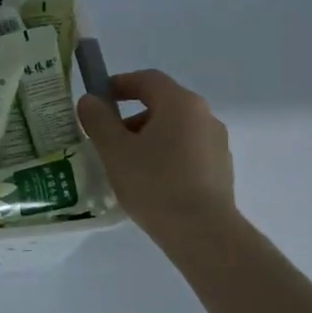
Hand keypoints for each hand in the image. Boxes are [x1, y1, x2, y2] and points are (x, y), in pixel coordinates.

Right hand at [78, 69, 237, 241]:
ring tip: (126, 165)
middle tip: (107, 138)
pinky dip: (165, 155)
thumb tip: (90, 100)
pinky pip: (186, 150)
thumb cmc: (154, 183)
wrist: (202, 233)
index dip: (119, 84)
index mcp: (180, 103)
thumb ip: (98, 120)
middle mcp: (204, 115)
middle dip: (130, 116)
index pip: (147, 79)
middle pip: (162, 104)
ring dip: (148, 137)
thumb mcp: (114, 150)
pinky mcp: (221, 168)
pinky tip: (150, 181)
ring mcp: (216, 142)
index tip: (98, 99)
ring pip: (174, 129)